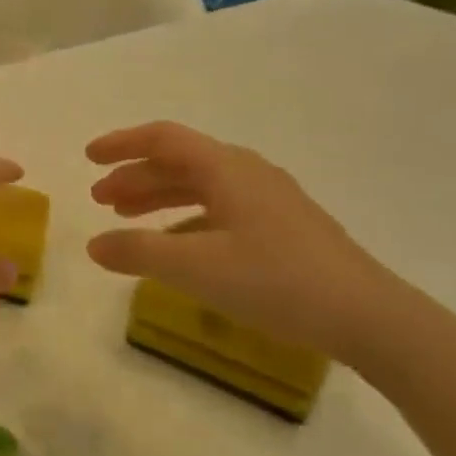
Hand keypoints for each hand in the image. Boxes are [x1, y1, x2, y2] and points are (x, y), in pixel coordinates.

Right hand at [86, 122, 395, 359]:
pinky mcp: (282, 228)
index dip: (122, 144)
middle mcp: (247, 173)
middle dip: (136, 176)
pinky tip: (175, 248)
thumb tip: (93, 245)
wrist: (366, 316)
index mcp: (227, 169)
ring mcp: (269, 200)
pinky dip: (186, 221)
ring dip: (159, 197)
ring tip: (126, 217)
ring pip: (200, 186)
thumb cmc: (276, 281)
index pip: (164, 139)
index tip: (88, 157)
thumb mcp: (196, 268)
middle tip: (100, 199)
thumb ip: (138, 253)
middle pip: (180, 162)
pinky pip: (219, 210)